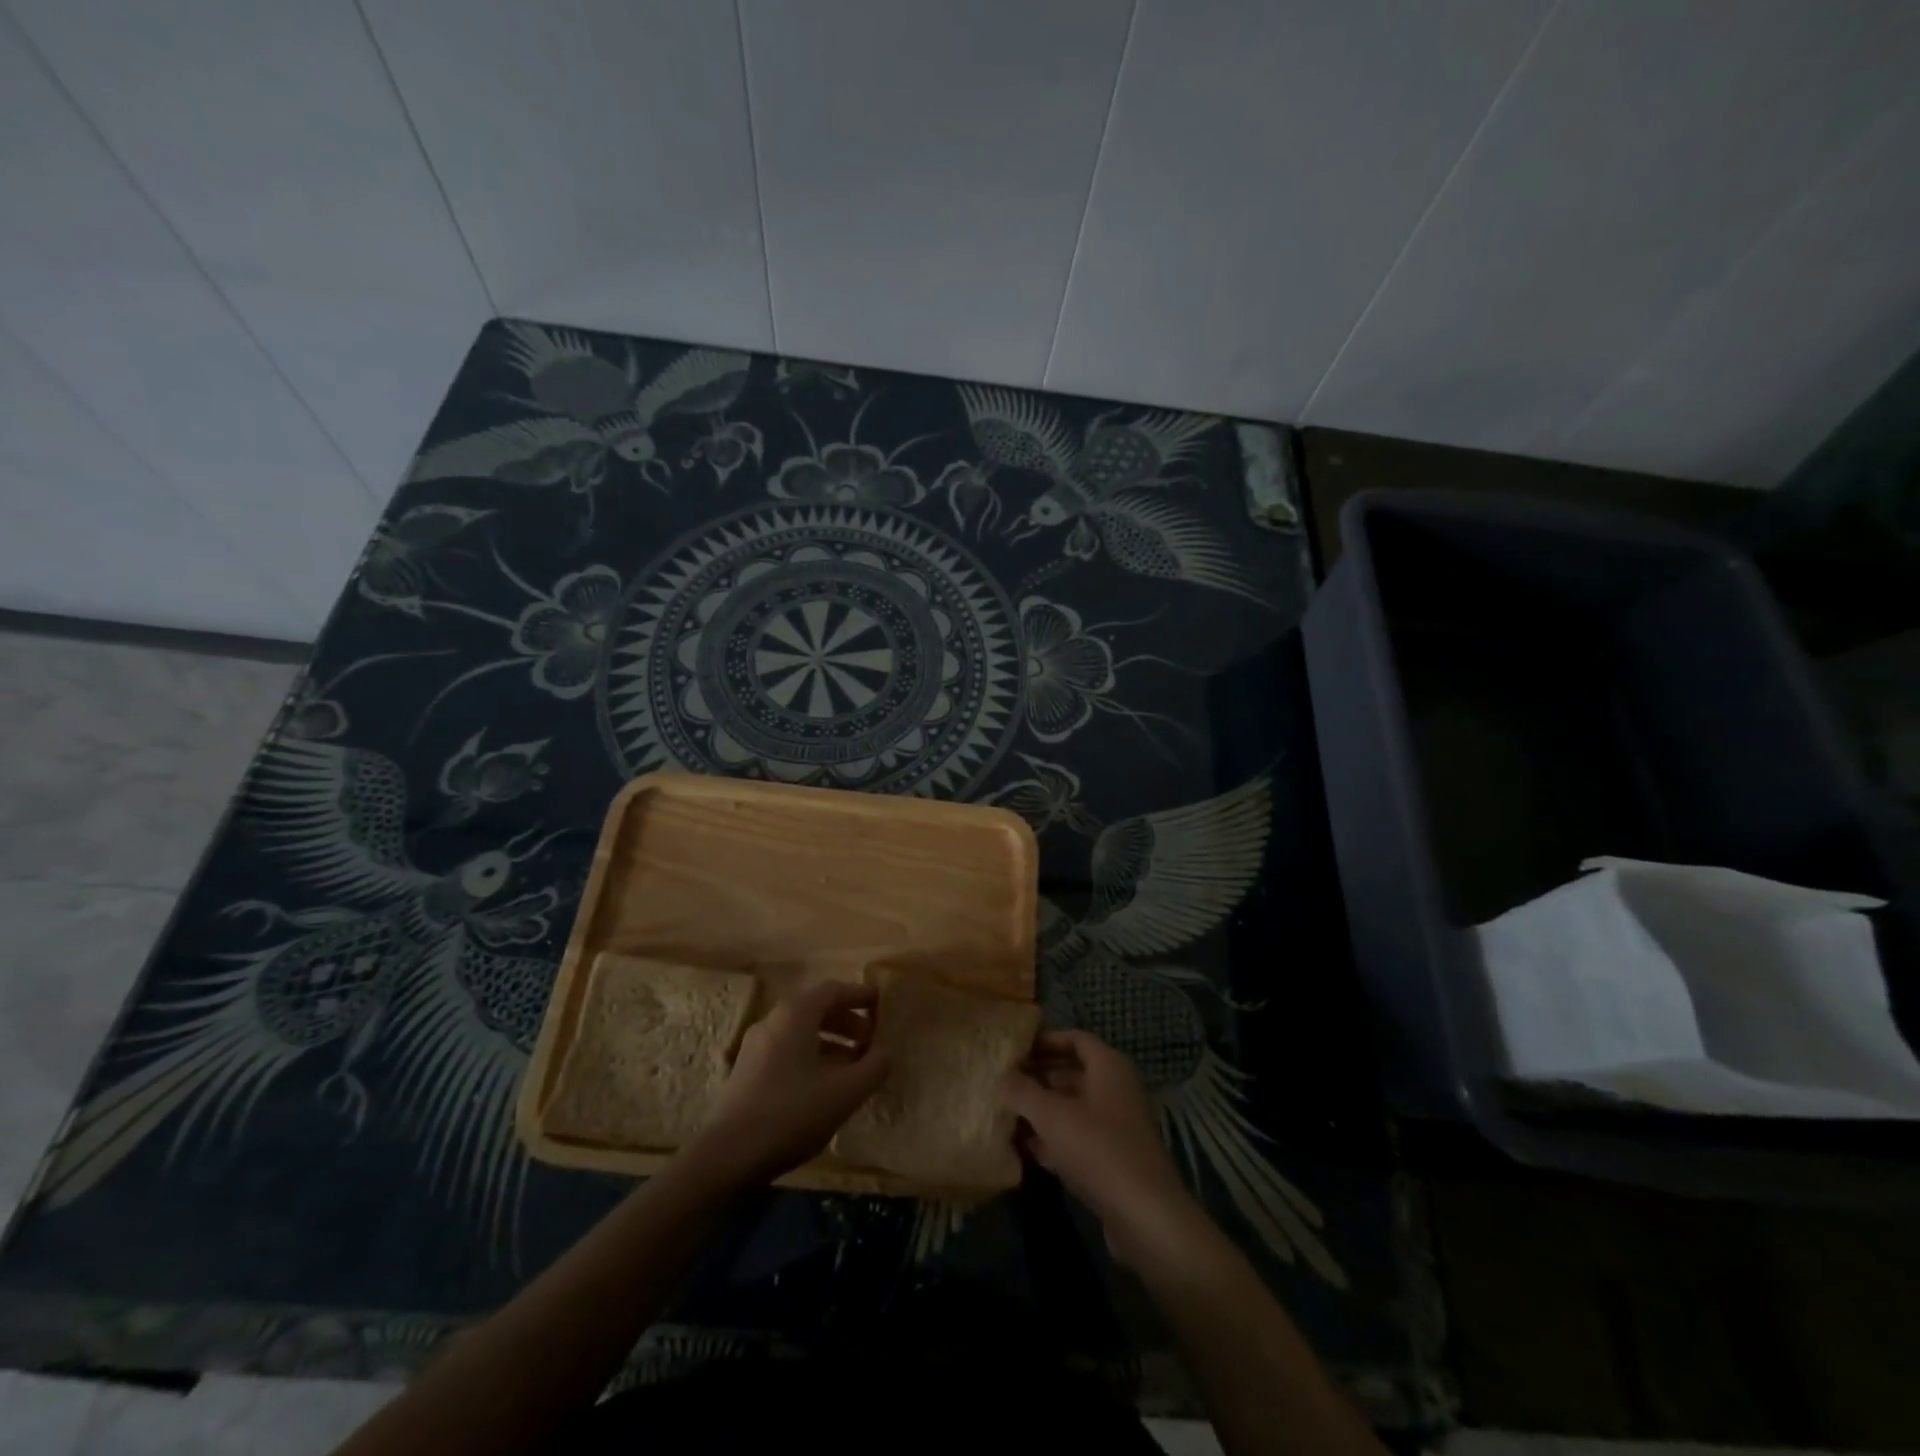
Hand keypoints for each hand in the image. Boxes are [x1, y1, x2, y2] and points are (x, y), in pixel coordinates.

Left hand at [687, 980, 888, 1185]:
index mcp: (795, 1015)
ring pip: (800, 1032)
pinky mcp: (747, 1071)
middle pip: (815, 1009)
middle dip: (847, 1021)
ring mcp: (755, 1046)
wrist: (728, 1156)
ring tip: (852, 1067)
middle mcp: (772, 1021)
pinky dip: (811, 1056)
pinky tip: (824, 1086)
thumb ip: (874, 1067)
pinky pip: (787, 1050)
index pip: (832, 990)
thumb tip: (885, 1052)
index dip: (859, 994)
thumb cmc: (792, 1113)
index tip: (880, 1003)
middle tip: (870, 1039)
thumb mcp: (845, 1092)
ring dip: (830, 1042)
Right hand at [999, 1030, 1198, 1266]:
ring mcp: (1117, 1126)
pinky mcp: (1114, 1159)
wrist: (1145, 1216)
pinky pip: (1078, 1138)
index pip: (1075, 1039)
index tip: (1015, 1050)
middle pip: (1072, 1074)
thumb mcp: (1052, 1115)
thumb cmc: (1098, 1149)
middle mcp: (1116, 1090)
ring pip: (1072, 1109)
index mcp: (1109, 1066)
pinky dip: (1053, 1139)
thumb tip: (1001, 1077)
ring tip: (1005, 1116)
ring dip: (1041, 1112)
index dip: (1045, 1040)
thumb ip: (1022, 1091)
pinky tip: (1024, 1150)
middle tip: (1003, 1084)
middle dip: (1037, 1079)